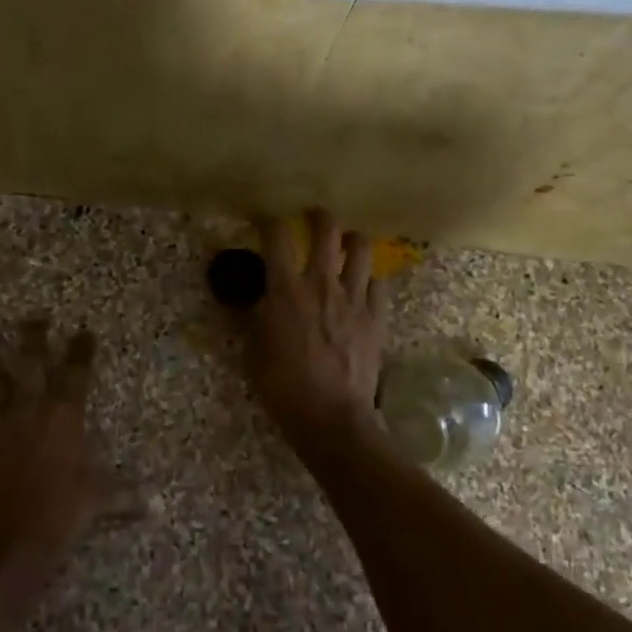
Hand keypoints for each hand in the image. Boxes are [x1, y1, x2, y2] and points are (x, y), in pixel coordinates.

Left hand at [0, 318, 116, 557]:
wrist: (19, 528)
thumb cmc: (67, 507)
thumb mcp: (101, 499)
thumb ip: (126, 495)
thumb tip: (158, 506)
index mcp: (65, 413)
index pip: (76, 372)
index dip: (81, 349)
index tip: (84, 331)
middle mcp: (31, 407)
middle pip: (30, 361)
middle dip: (32, 336)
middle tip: (33, 316)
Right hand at [245, 210, 386, 445]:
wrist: (330, 416)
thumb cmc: (282, 384)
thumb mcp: (253, 349)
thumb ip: (254, 317)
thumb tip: (256, 298)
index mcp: (286, 289)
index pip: (277, 237)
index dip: (270, 221)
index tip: (265, 220)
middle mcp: (322, 283)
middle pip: (326, 230)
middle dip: (318, 216)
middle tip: (312, 217)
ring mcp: (355, 298)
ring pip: (362, 248)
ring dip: (351, 241)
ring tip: (345, 244)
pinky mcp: (377, 317)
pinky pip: (379, 282)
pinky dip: (369, 278)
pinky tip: (362, 286)